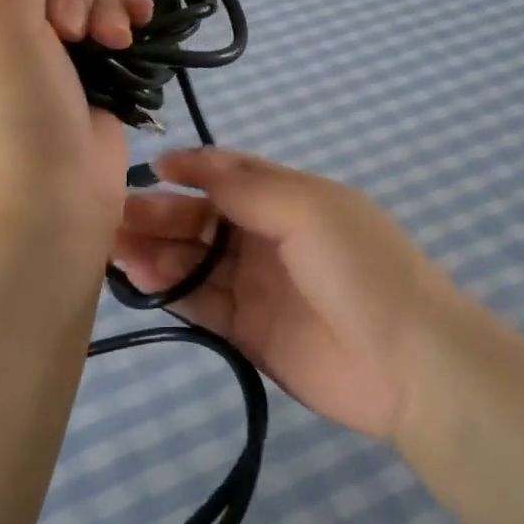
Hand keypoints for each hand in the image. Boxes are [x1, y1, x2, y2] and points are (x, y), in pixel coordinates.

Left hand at [0, 0, 150, 244]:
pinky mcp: (81, 74)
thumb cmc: (12, 116)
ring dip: (102, 10)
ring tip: (114, 43)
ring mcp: (40, 53)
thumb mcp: (2, 23)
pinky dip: (122, 22)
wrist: (53, 207)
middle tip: (75, 34)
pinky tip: (141, 23)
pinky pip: (103, 27)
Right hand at [112, 149, 470, 439]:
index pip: (231, 174)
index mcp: (291, 198)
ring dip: (157, 251)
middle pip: (205, 218)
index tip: (149, 170)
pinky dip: (170, 289)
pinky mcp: (249, 330)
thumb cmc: (359, 269)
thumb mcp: (308, 209)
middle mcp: (271, 237)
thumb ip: (247, 185)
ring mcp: (259, 285)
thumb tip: (191, 160)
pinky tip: (139, 278)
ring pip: (196, 260)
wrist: (409, 363)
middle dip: (162, 213)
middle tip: (115, 216)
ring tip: (116, 248)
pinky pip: (201, 302)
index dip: (191, 170)